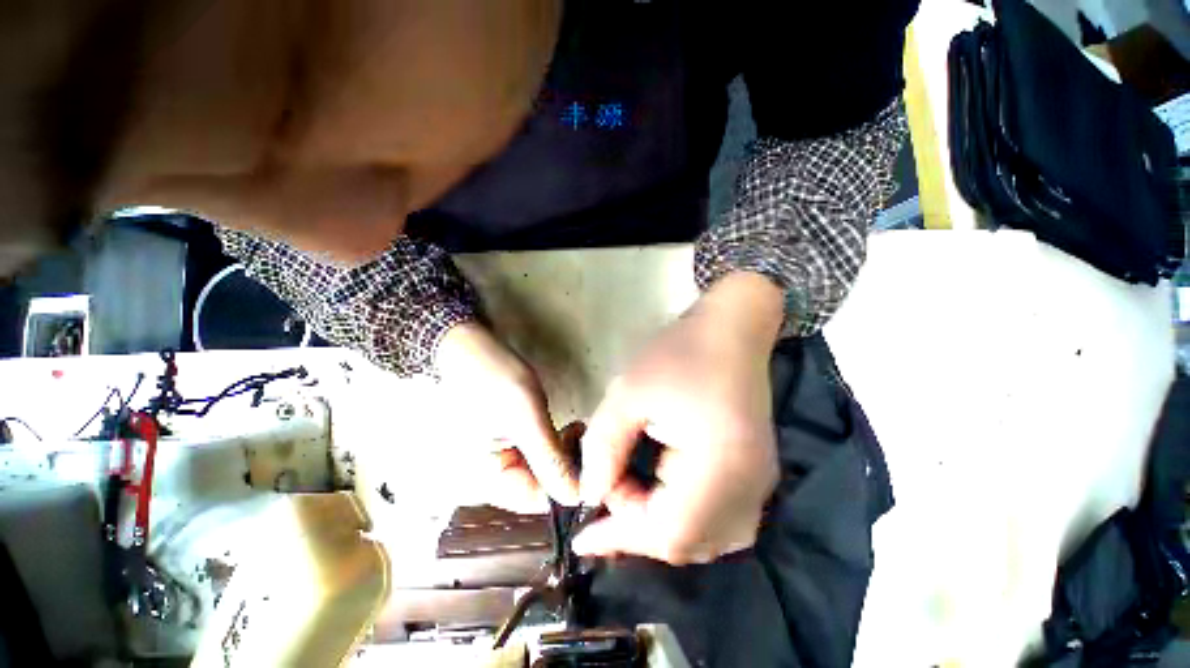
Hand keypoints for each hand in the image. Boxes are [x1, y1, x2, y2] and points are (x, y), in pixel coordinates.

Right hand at [436, 323, 578, 511]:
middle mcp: (487, 479)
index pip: (538, 500)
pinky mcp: (504, 445)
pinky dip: (552, 445)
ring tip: (576, 429)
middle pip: (539, 488)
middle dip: (566, 465)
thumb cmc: (493, 380)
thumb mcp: (526, 418)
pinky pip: (534, 457)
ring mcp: (495, 461)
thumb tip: (577, 496)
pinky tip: (565, 429)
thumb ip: (549, 459)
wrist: (467, 349)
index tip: (594, 459)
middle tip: (583, 437)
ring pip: (539, 472)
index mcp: (484, 480)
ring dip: (562, 453)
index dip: (570, 484)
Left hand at [574, 272, 783, 563]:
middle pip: (688, 541)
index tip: (582, 536)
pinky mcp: (755, 474)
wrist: (730, 329)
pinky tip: (656, 489)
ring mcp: (759, 484)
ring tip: (625, 488)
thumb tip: (590, 492)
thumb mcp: (629, 393)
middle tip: (606, 491)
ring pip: (704, 536)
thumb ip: (604, 447)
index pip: (669, 532)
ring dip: (658, 523)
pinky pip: (717, 519)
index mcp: (722, 466)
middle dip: (637, 526)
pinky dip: (680, 514)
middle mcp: (750, 488)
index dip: (622, 540)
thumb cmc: (680, 353)